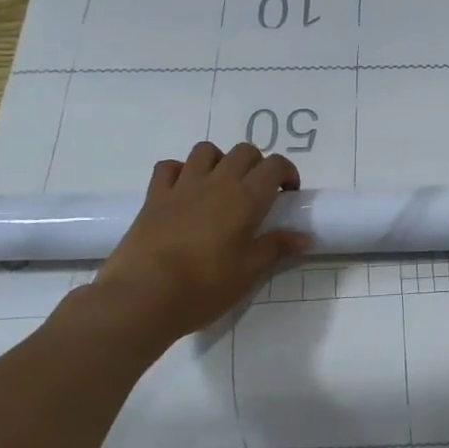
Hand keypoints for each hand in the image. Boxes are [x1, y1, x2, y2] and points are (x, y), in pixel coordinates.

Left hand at [87, 141, 308, 342]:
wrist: (143, 296)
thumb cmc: (204, 287)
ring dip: (220, 161)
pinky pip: (169, 167)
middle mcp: (216, 182)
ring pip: (206, 151)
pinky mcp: (154, 197)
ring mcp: (182, 186)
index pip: (274, 165)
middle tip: (258, 192)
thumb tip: (305, 238)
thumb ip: (276, 248)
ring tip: (222, 186)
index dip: (286, 172)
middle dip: (257, 164)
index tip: (288, 193)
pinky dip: (181, 171)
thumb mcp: (248, 273)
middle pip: (243, 151)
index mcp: (245, 198)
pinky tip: (184, 190)